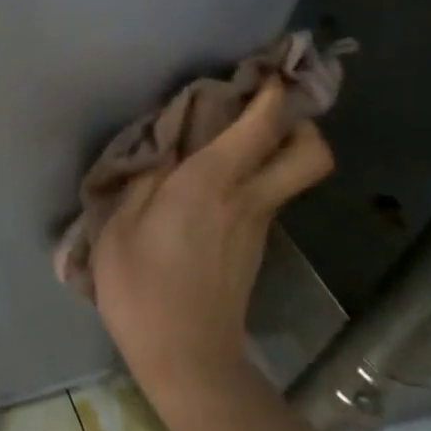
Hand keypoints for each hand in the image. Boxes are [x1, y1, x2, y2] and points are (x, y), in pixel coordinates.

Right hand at [91, 81, 333, 418]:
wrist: (187, 358)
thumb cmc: (142, 288)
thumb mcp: (120, 227)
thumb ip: (142, 181)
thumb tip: (164, 153)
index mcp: (213, 184)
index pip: (262, 126)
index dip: (272, 93)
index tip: (264, 72)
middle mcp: (248, 199)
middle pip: (310, 154)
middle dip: (300, 125)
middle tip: (262, 114)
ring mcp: (257, 227)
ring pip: (286, 176)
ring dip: (271, 153)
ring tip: (221, 147)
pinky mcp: (253, 250)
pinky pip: (263, 200)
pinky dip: (249, 184)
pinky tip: (205, 193)